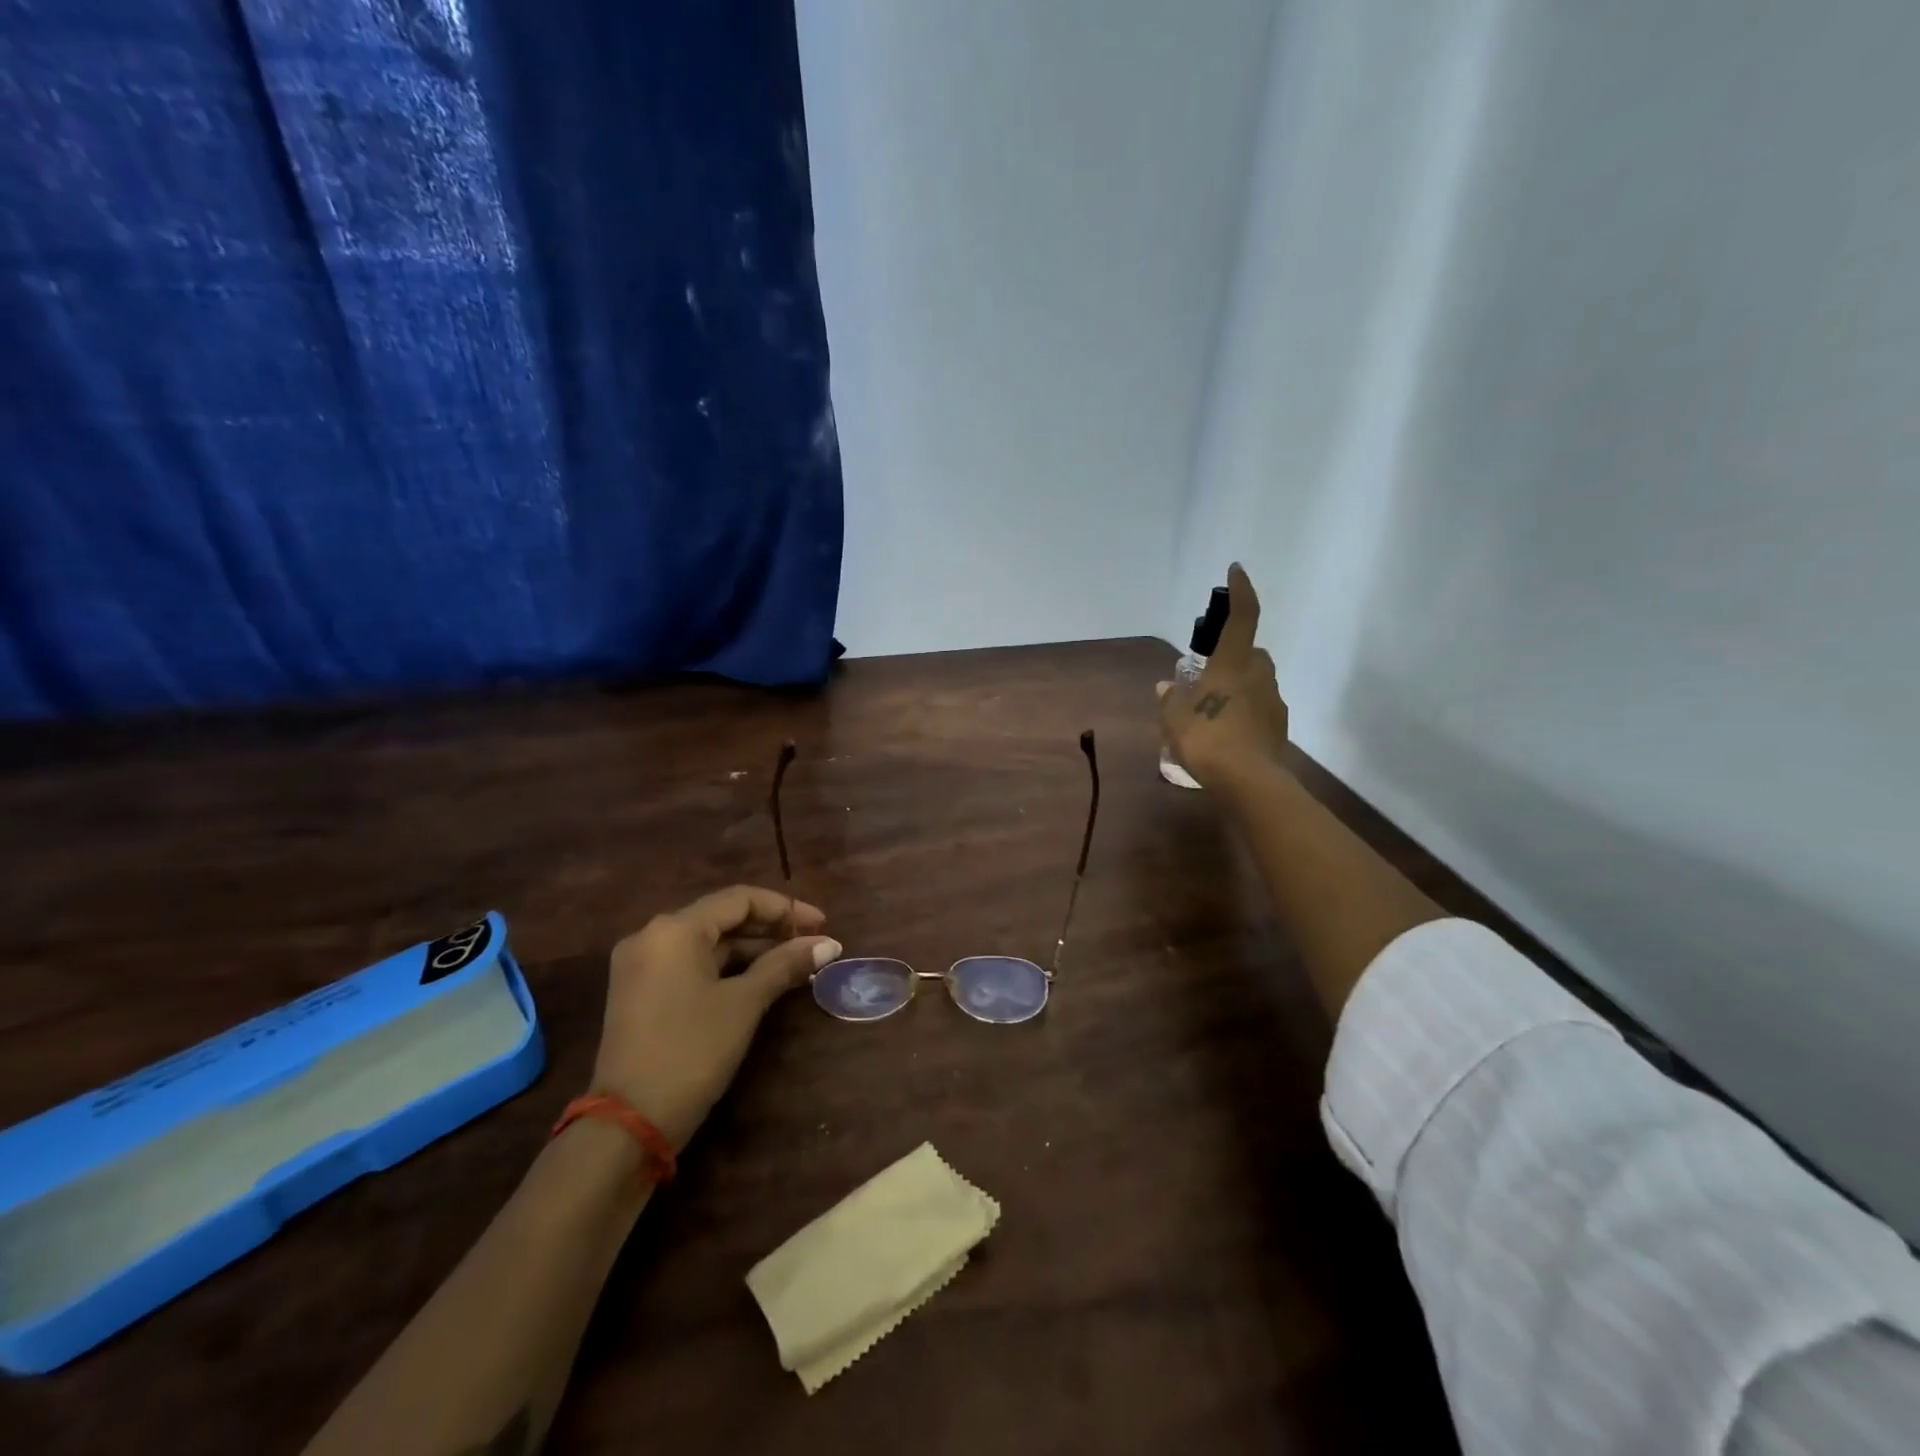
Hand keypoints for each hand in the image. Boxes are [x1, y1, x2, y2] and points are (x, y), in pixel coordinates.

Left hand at [591, 885, 839, 1149]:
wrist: (628, 1125)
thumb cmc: (691, 1051)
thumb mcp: (744, 1004)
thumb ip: (785, 965)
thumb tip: (828, 944)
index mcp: (674, 929)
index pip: (739, 899)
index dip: (785, 908)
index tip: (822, 925)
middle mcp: (652, 936)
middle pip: (722, 918)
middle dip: (771, 930)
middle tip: (812, 946)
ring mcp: (642, 966)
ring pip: (708, 943)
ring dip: (752, 951)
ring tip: (795, 966)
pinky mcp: (641, 993)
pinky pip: (692, 965)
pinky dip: (727, 969)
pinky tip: (761, 981)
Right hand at [1158, 563, 1288, 784]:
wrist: (1249, 782)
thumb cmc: (1208, 740)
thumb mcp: (1175, 720)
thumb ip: (1171, 700)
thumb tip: (1167, 687)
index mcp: (1233, 665)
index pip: (1242, 617)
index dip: (1241, 592)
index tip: (1236, 570)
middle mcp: (1258, 676)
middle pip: (1251, 654)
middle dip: (1234, 657)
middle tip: (1208, 674)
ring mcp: (1273, 702)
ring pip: (1257, 682)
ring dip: (1238, 687)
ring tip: (1213, 710)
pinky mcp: (1279, 728)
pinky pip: (1260, 709)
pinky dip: (1245, 713)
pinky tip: (1227, 732)